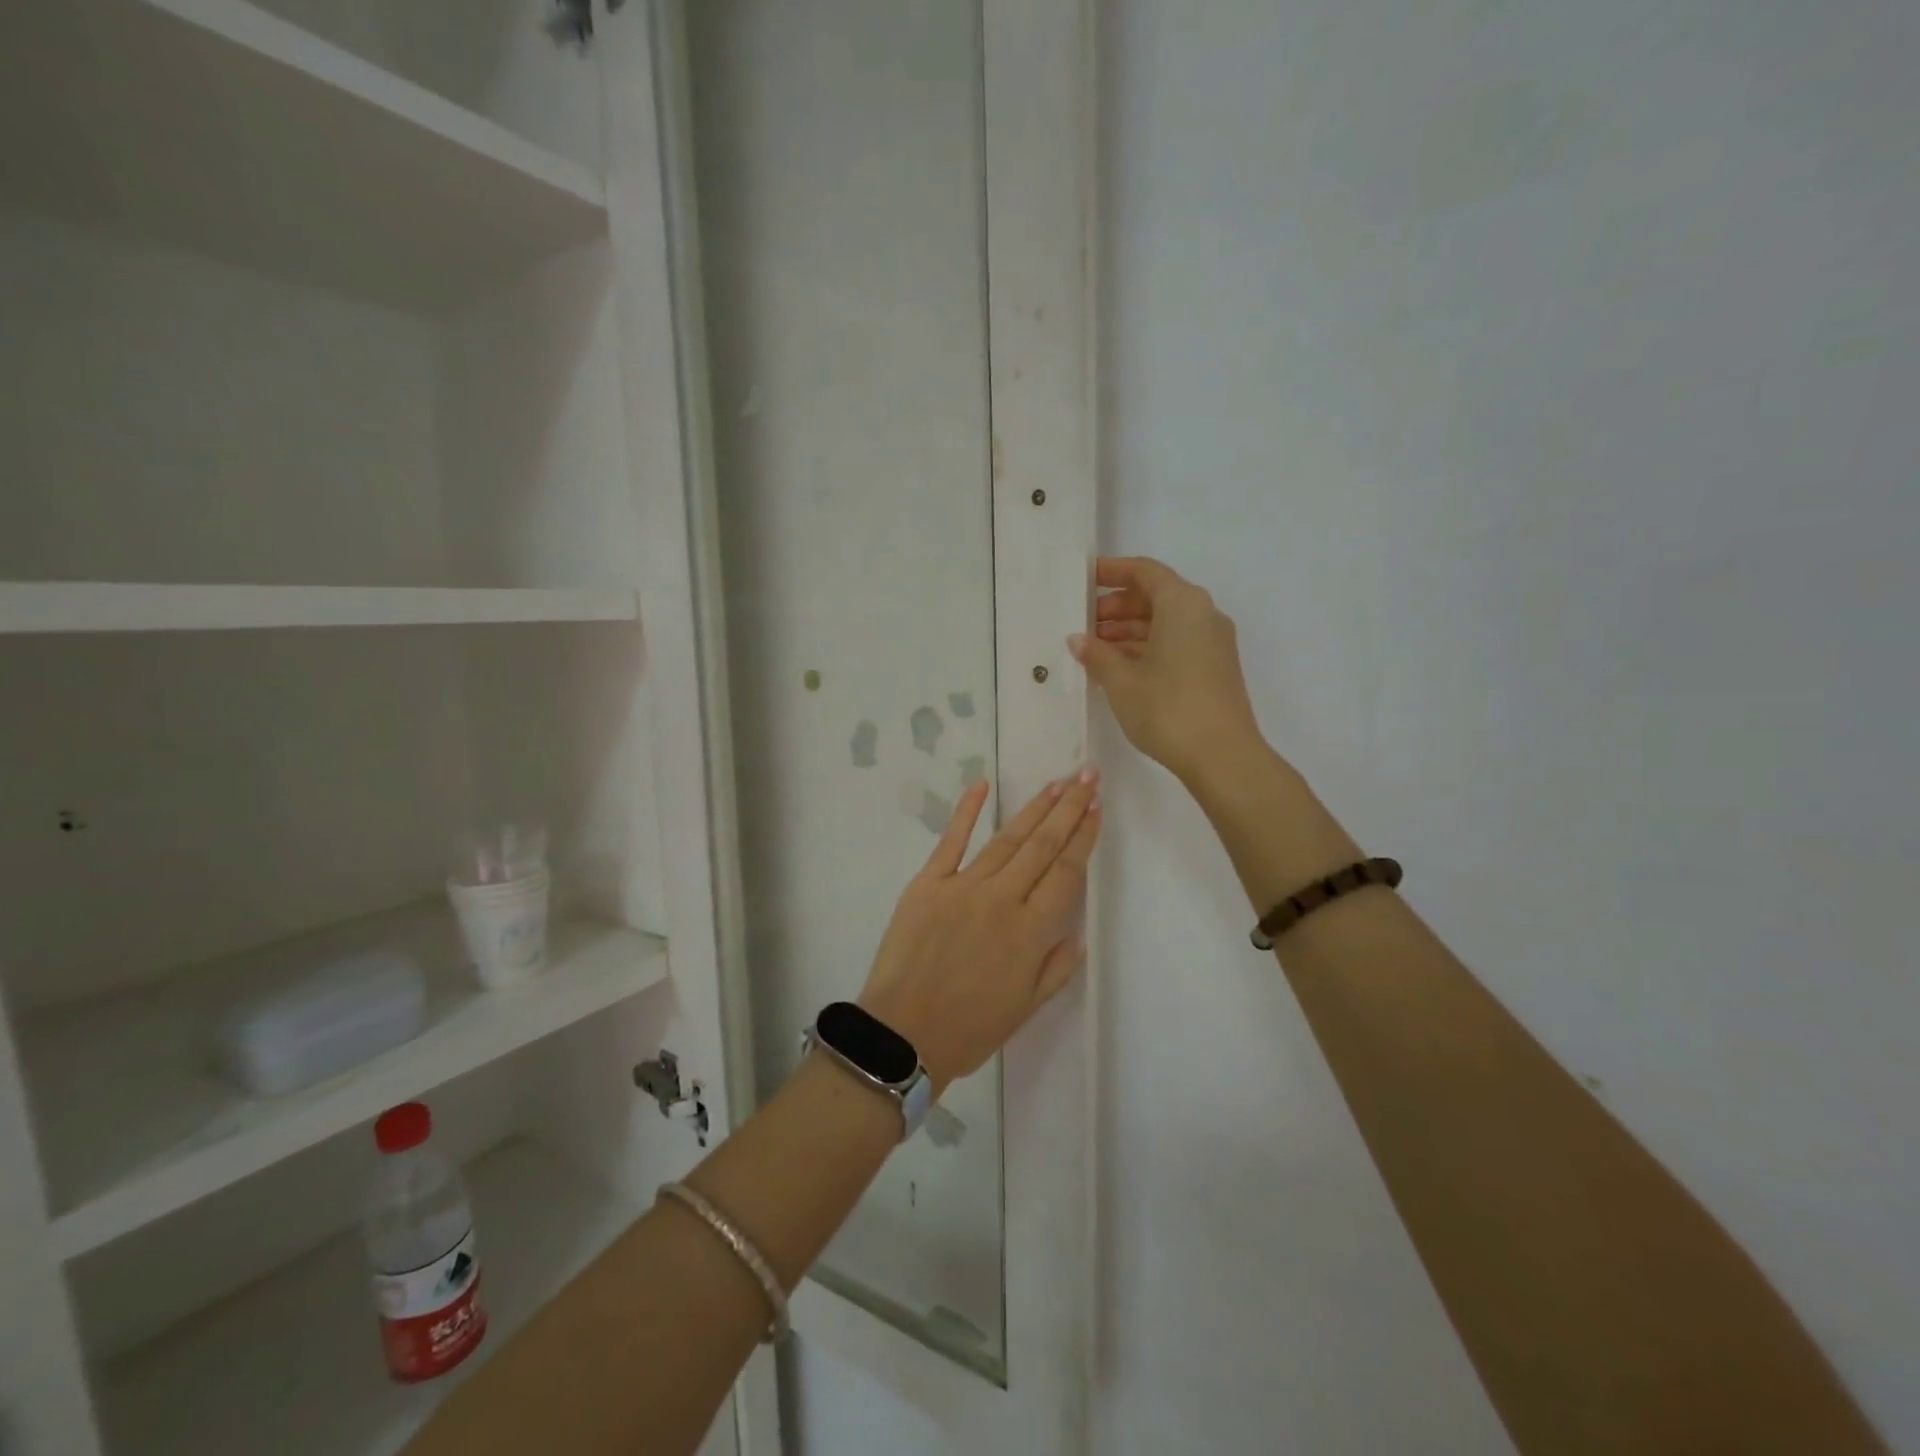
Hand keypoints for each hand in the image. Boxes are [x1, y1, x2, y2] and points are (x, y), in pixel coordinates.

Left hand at [857, 770, 1100, 1090]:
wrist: (903, 1034)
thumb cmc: (969, 1029)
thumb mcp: (1025, 1008)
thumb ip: (1054, 969)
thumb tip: (1075, 935)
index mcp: (1031, 931)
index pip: (1065, 873)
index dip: (1083, 838)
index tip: (1096, 808)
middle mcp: (1003, 899)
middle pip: (1042, 845)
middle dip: (1068, 808)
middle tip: (1086, 775)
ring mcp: (963, 887)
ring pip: (1007, 839)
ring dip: (1034, 808)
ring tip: (1056, 783)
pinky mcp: (928, 884)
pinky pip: (951, 841)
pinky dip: (967, 812)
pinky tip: (982, 785)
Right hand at [1069, 556, 1263, 783]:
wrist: (1222, 756)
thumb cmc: (1167, 708)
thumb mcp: (1122, 681)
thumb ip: (1097, 654)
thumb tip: (1078, 639)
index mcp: (1182, 604)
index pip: (1144, 572)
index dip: (1111, 572)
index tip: (1084, 580)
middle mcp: (1203, 614)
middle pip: (1155, 596)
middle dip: (1117, 607)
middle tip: (1083, 624)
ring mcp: (1213, 642)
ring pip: (1165, 622)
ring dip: (1129, 630)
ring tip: (1094, 649)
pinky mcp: (1215, 667)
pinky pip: (1176, 643)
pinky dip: (1147, 647)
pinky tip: (1119, 668)